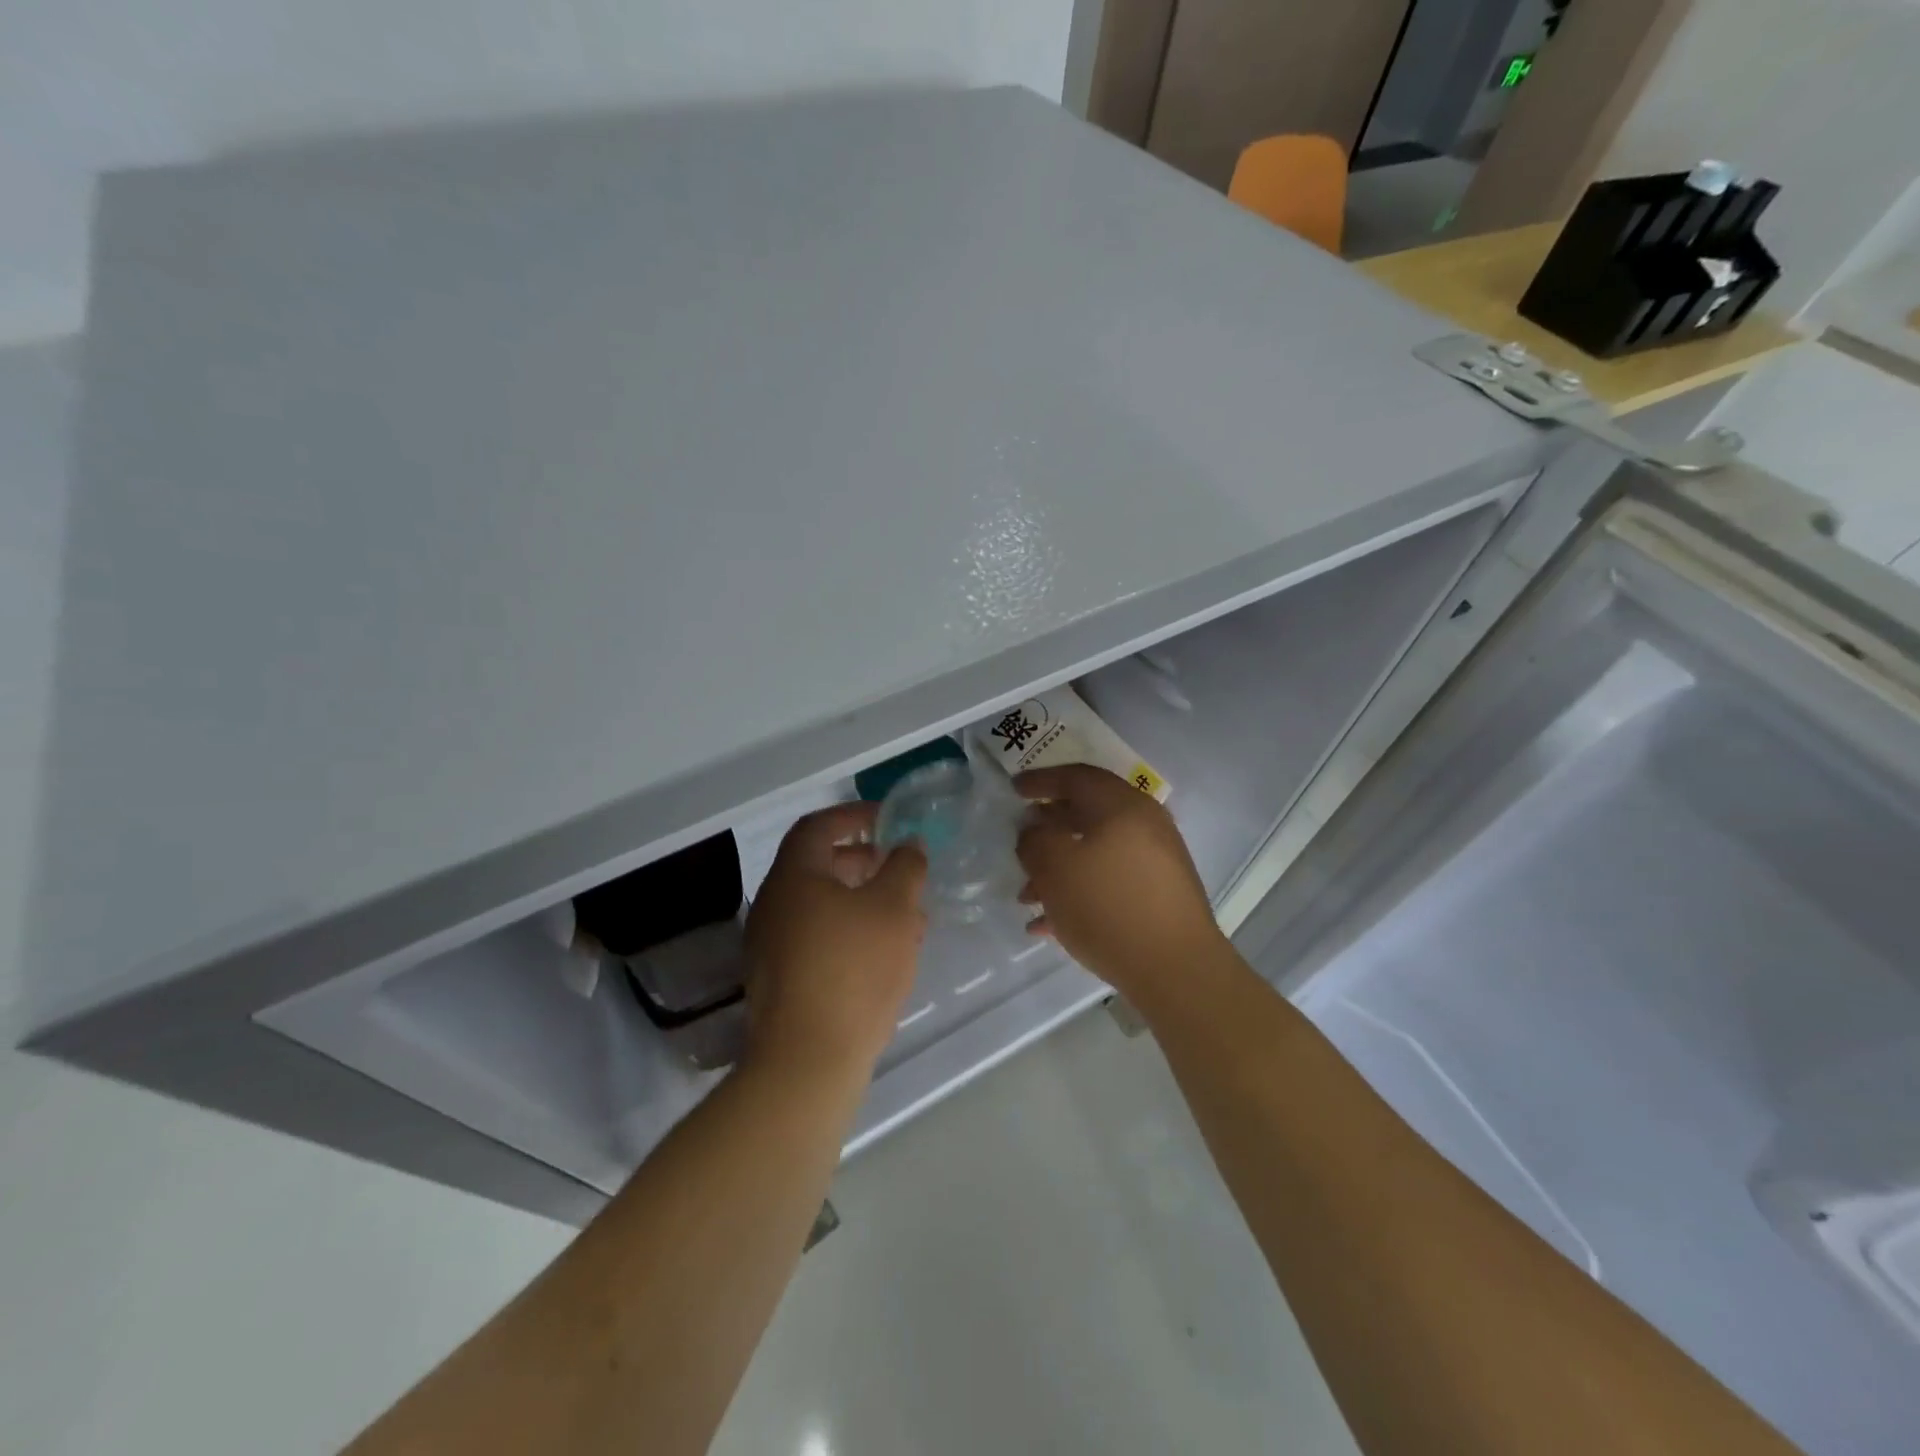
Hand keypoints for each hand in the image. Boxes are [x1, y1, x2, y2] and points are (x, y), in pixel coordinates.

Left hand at [743, 802, 927, 1081]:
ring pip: (821, 906)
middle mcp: (774, 904)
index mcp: (794, 877)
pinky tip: (884, 954)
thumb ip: (905, 867)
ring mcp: (771, 945)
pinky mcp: (780, 980)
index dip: (853, 815)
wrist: (807, 1061)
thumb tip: (908, 845)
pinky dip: (849, 931)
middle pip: (818, 866)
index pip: (818, 826)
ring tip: (905, 915)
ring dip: (861, 900)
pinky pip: (817, 938)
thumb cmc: (853, 970)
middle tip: (899, 868)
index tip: (887, 819)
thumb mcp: (894, 909)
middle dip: (863, 861)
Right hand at [1016, 764, 1224, 998]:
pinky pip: (1110, 881)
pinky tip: (1049, 924)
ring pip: (1096, 851)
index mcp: (1122, 805)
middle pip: (1087, 813)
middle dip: (1047, 829)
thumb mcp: (1056, 868)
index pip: (1076, 777)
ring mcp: (1156, 861)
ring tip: (1026, 897)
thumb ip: (1035, 840)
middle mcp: (1144, 824)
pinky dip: (1079, 891)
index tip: (1013, 790)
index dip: (1040, 780)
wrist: (1176, 969)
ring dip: (1058, 868)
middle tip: (1020, 843)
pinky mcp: (1159, 895)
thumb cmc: (1109, 907)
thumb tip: (1034, 831)